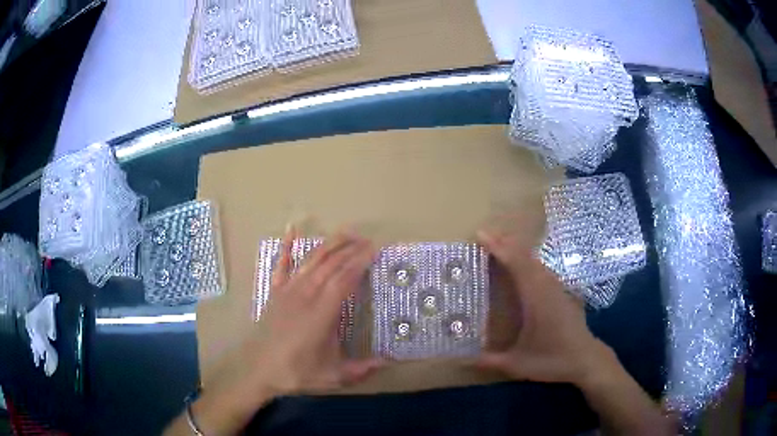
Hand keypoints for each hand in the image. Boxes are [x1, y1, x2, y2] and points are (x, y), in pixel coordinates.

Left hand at [166, 229, 383, 435]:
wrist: (260, 371)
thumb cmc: (297, 373)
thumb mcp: (333, 376)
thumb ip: (362, 369)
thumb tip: (390, 362)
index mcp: (320, 314)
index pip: (343, 280)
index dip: (359, 263)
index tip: (374, 251)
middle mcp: (304, 296)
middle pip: (329, 265)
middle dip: (350, 250)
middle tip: (367, 241)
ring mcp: (287, 292)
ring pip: (310, 261)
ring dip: (329, 245)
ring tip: (346, 233)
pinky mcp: (275, 293)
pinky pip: (281, 265)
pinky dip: (287, 246)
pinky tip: (292, 229)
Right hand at [473, 226, 670, 435]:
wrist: (585, 359)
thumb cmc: (552, 360)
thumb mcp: (517, 365)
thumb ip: (489, 361)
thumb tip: (459, 360)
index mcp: (536, 300)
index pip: (517, 265)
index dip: (499, 248)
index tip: (481, 235)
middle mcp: (548, 287)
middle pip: (526, 257)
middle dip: (505, 243)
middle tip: (485, 235)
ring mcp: (557, 288)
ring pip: (536, 260)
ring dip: (517, 249)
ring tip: (500, 244)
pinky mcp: (562, 292)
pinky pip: (542, 268)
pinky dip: (528, 259)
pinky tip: (523, 263)